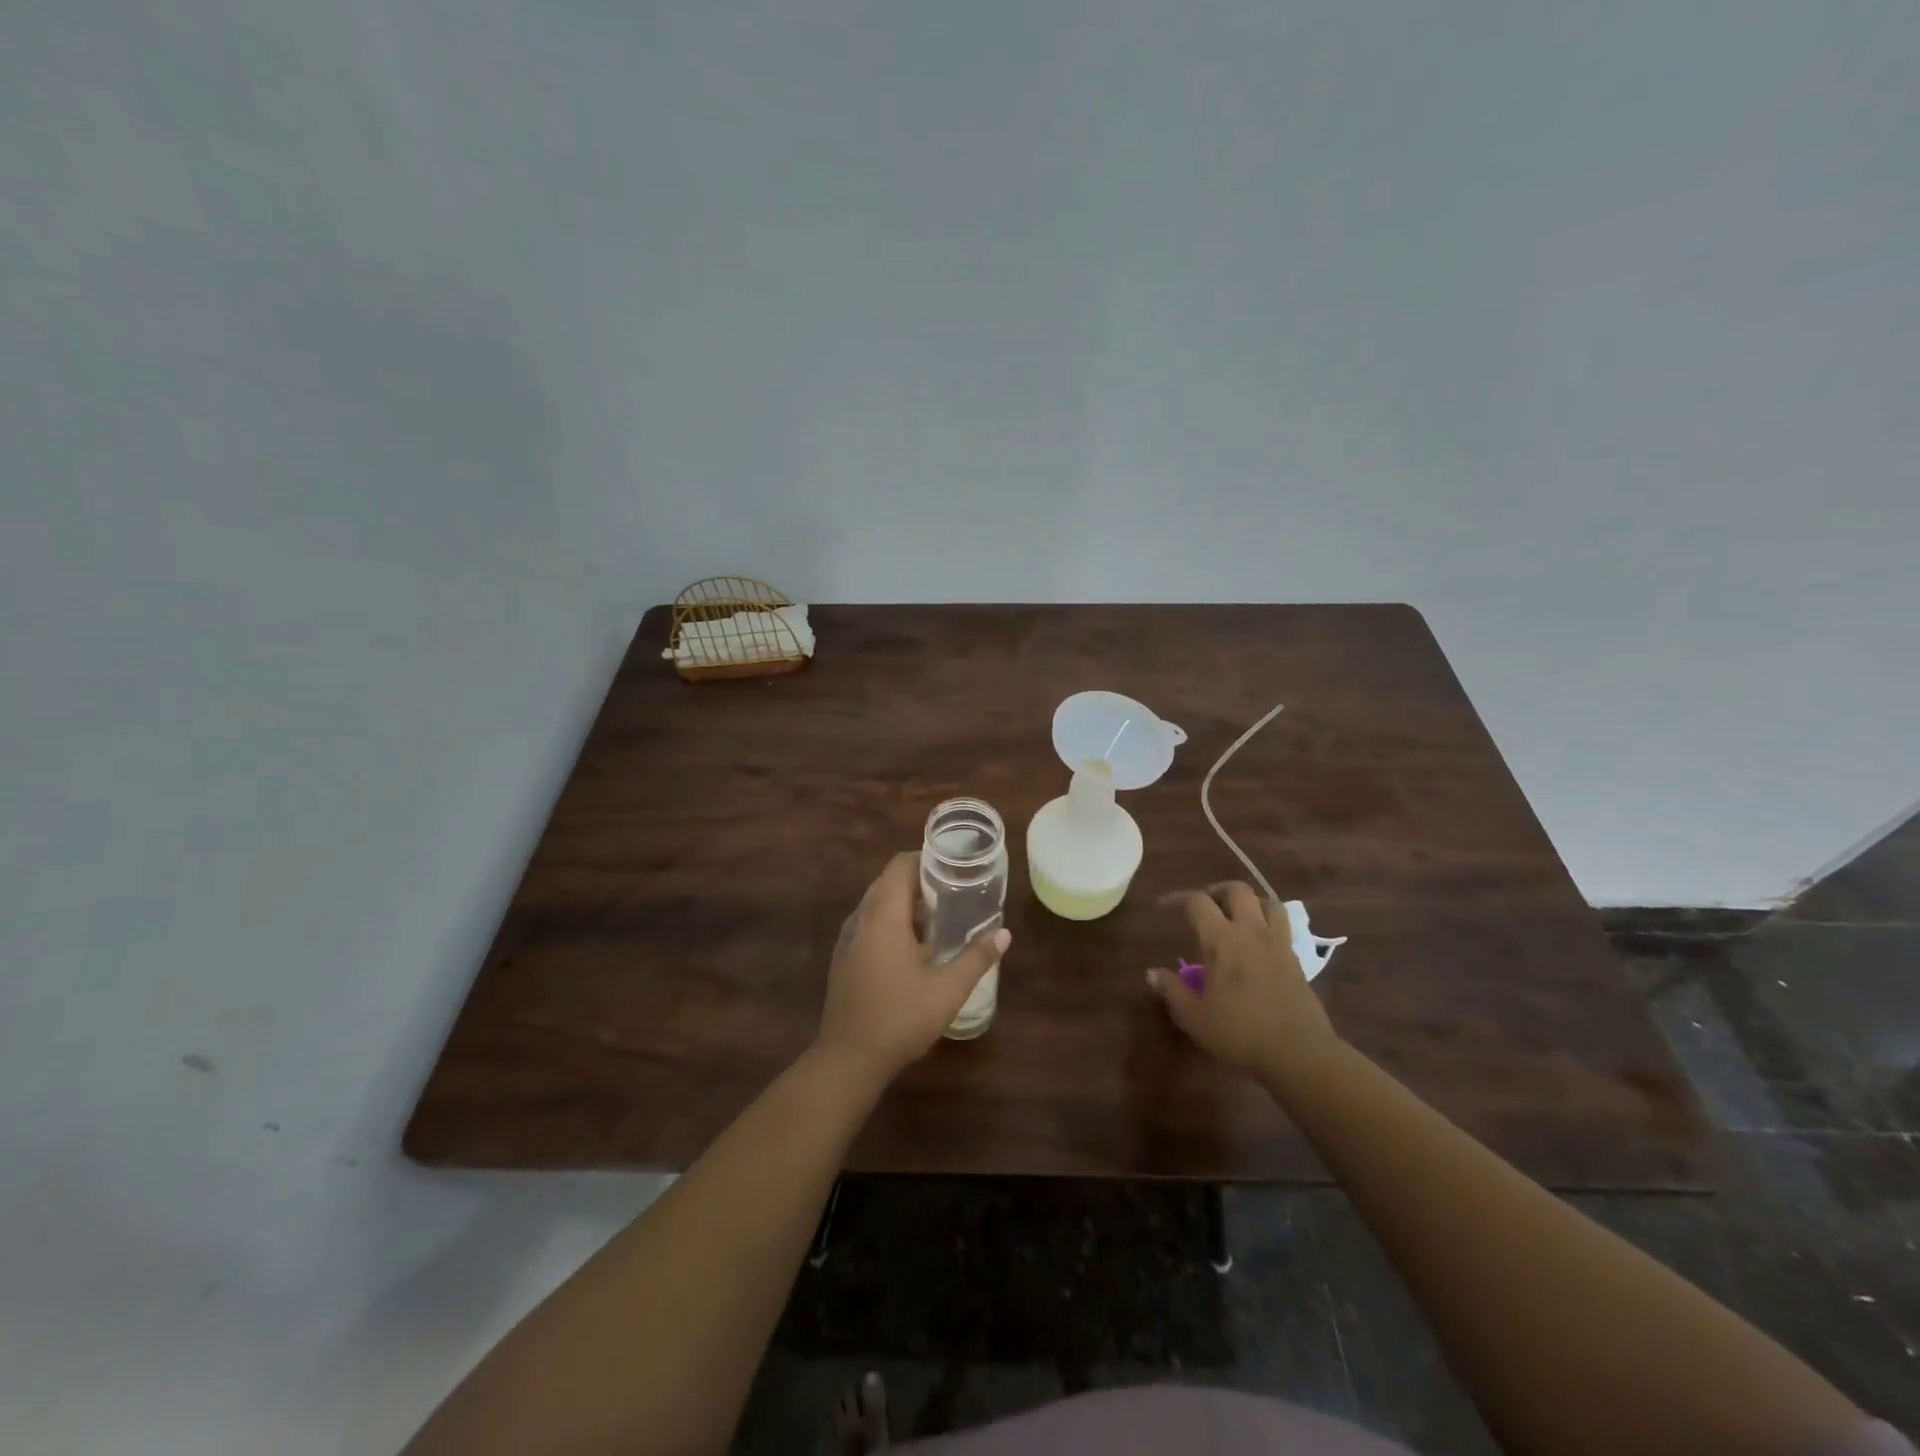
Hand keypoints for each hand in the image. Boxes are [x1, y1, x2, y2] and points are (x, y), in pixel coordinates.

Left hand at [814, 853, 1009, 1085]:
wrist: (848, 1060)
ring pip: (876, 905)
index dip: (924, 859)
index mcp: (883, 916)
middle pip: (887, 882)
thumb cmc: (899, 1018)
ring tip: (937, 918)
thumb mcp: (947, 990)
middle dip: (918, 881)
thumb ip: (977, 958)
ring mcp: (848, 941)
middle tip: (952, 891)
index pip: (899, 866)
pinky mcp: (844, 960)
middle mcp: (861, 920)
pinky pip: (868, 926)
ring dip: (903, 904)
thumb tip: (1004, 934)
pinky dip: (890, 923)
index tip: (952, 866)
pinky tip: (913, 949)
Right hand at [1147, 882, 1340, 1088]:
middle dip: (1217, 890)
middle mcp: (1251, 932)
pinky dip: (1268, 923)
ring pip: (1268, 902)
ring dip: (1249, 901)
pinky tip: (1258, 943)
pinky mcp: (1297, 961)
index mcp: (1222, 940)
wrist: (1299, 1054)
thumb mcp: (1195, 1017)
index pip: (1197, 902)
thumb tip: (1152, 973)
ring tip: (1236, 916)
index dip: (1177, 898)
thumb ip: (1172, 990)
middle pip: (1237, 890)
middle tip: (1204, 905)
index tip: (1162, 906)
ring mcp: (1278, 944)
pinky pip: (1283, 926)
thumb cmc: (1240, 1033)